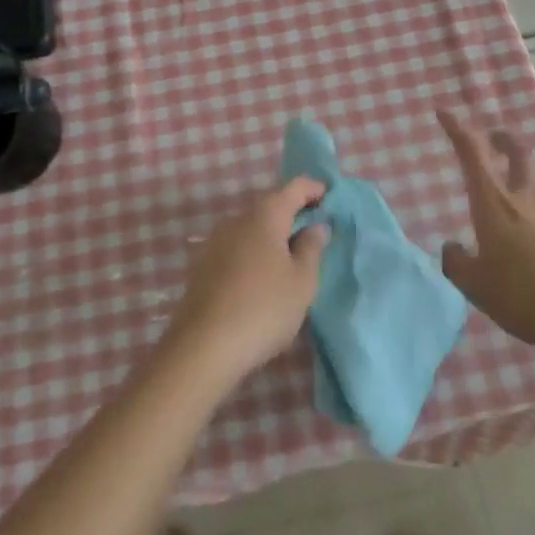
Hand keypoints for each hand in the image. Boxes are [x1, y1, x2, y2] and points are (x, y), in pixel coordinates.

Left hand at [166, 178, 329, 382]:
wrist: (203, 347)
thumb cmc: (264, 309)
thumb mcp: (302, 281)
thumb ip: (312, 248)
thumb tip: (316, 225)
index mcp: (265, 215)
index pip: (294, 187)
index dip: (314, 188)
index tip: (331, 199)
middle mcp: (237, 219)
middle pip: (270, 204)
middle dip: (294, 211)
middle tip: (316, 229)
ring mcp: (215, 241)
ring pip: (252, 226)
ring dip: (273, 233)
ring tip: (292, 255)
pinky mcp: (203, 265)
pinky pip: (237, 246)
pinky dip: (255, 250)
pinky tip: (263, 275)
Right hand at [438, 110, 534, 356]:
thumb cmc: (522, 296)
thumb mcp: (475, 285)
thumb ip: (457, 262)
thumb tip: (452, 248)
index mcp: (494, 204)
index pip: (473, 153)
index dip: (458, 129)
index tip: (444, 113)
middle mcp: (523, 199)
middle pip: (518, 152)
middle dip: (501, 139)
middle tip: (491, 138)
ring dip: (521, 162)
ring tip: (510, 169)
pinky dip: (533, 193)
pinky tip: (527, 216)